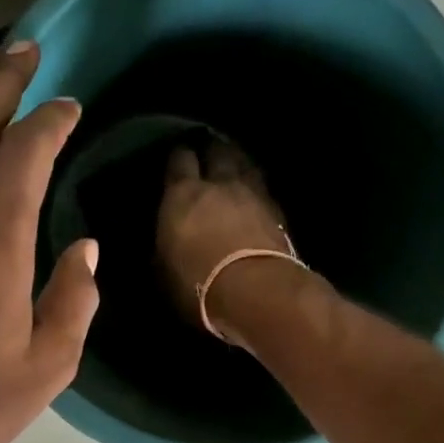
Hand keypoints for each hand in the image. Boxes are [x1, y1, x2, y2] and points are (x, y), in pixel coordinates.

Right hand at [157, 140, 292, 334]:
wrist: (256, 292)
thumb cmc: (197, 284)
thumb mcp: (164, 270)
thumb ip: (165, 246)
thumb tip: (165, 241)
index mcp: (182, 194)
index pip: (179, 160)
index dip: (178, 157)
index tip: (177, 159)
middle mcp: (219, 184)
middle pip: (218, 152)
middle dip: (212, 150)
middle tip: (209, 152)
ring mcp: (253, 195)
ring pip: (246, 165)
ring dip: (239, 163)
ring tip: (235, 165)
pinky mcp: (279, 213)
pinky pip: (264, 190)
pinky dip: (257, 189)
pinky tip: (255, 195)